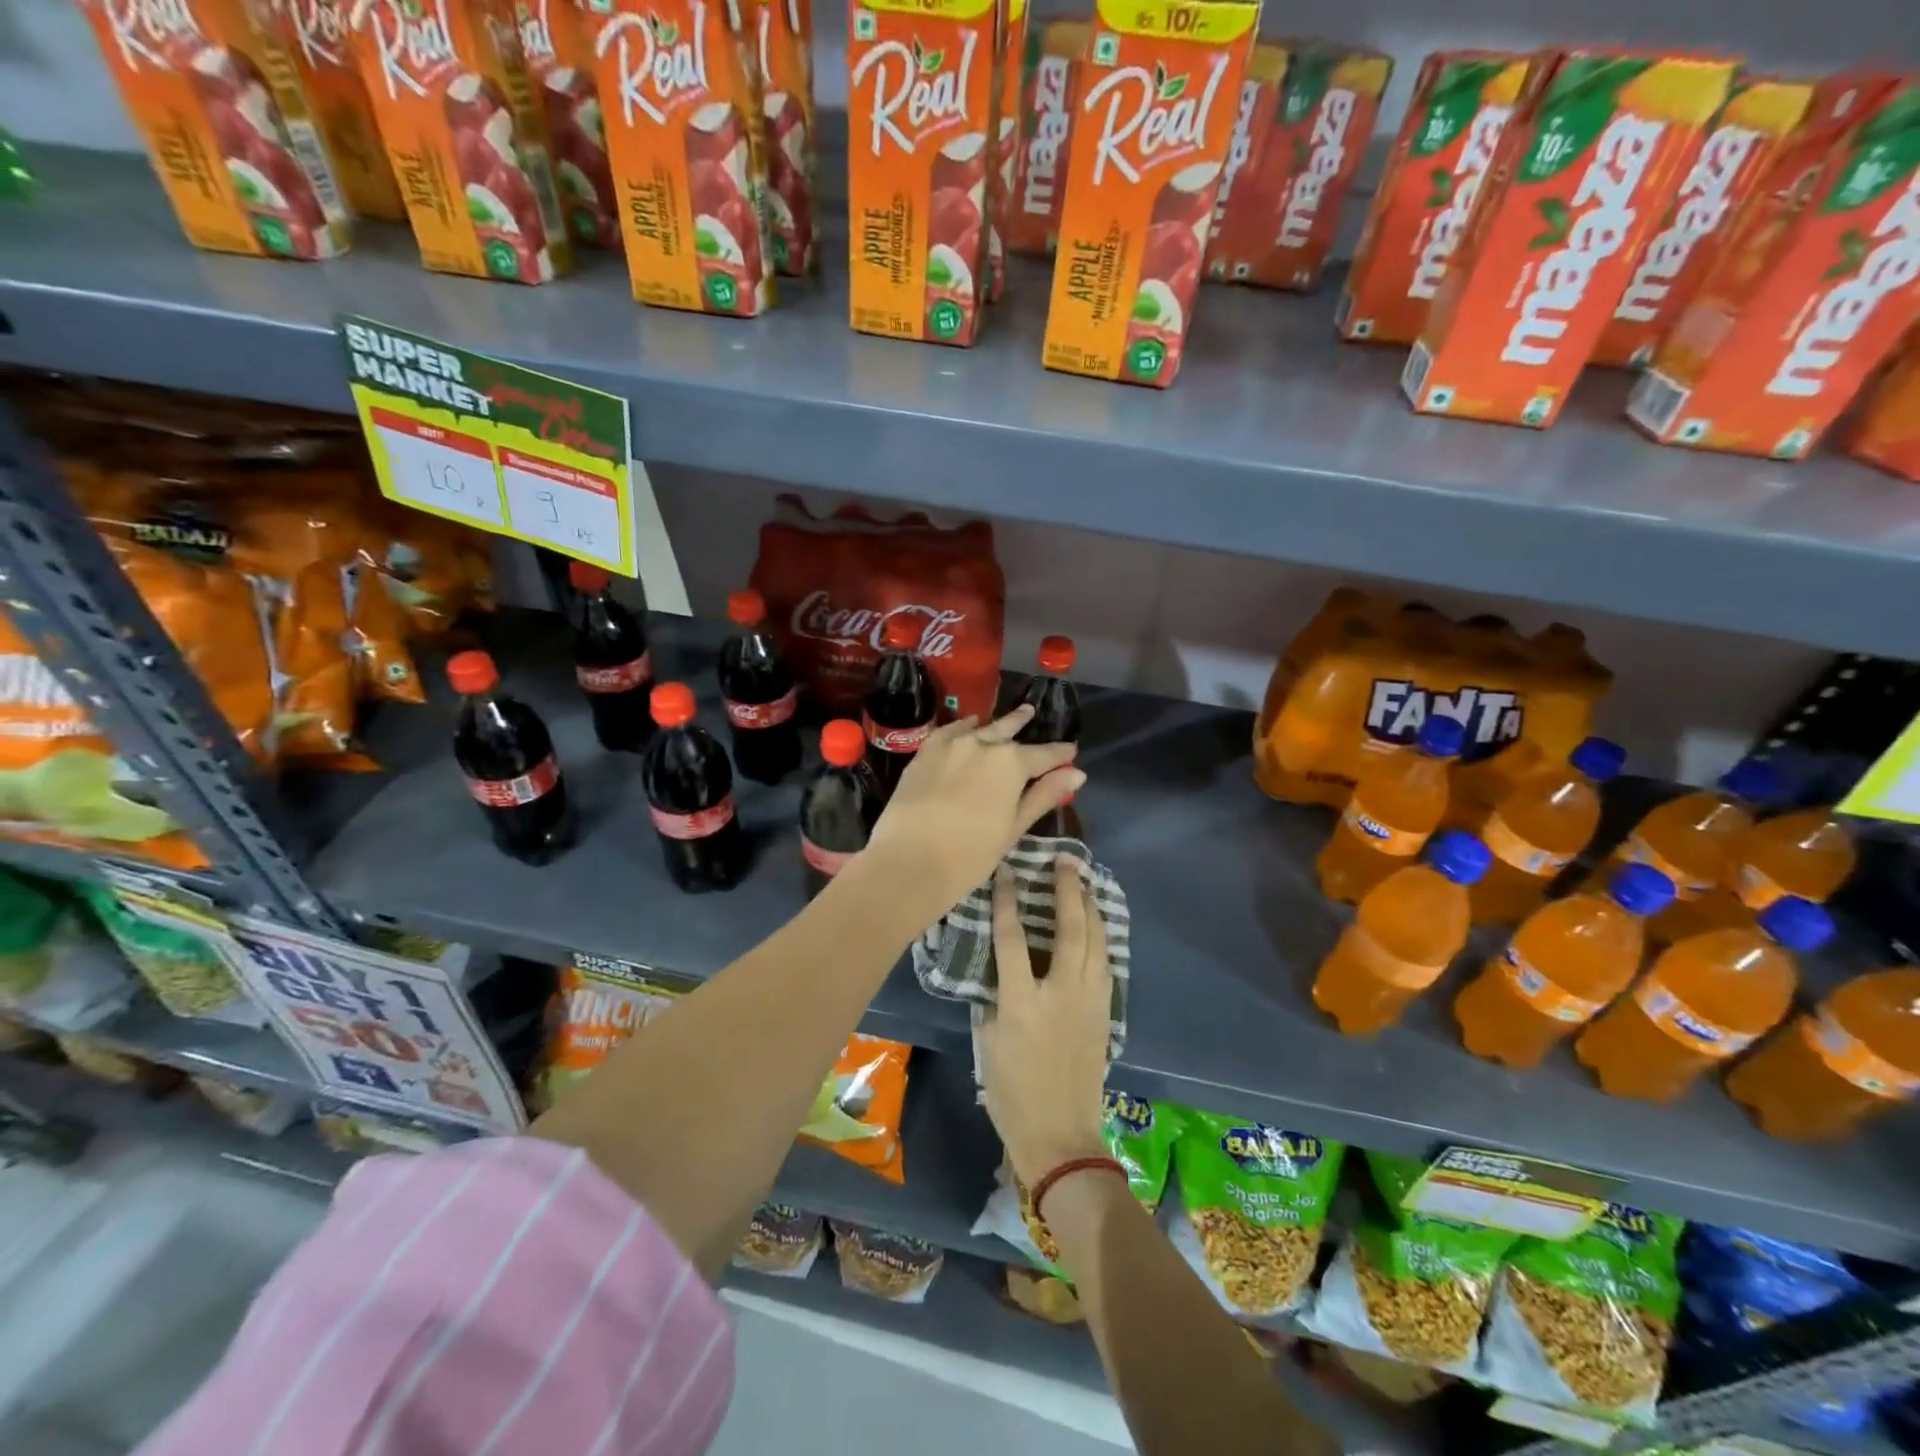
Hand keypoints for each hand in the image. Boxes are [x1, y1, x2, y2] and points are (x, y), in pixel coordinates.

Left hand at [863, 704, 1081, 924]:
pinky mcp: (925, 752)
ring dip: (996, 724)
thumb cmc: (971, 854)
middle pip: (1009, 732)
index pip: (1045, 754)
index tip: (1071, 751)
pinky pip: (949, 731)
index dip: (1060, 754)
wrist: (910, 860)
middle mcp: (984, 744)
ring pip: (980, 728)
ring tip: (1008, 717)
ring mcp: (951, 745)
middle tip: (1032, 713)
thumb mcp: (1014, 827)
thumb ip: (1043, 796)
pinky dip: (962, 727)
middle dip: (1023, 724)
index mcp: (1012, 763)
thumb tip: (1076, 774)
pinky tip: (968, 725)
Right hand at [977, 855, 1112, 1185]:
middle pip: (1070, 928)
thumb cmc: (1012, 1094)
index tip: (1008, 870)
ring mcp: (1090, 1001)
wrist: (1061, 1137)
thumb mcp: (986, 1043)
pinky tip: (1096, 925)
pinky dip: (1100, 937)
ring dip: (1091, 907)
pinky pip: (1105, 964)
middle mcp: (1061, 992)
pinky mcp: (1106, 1013)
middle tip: (1065, 861)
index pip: (1013, 937)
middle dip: (1068, 889)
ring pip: (1096, 941)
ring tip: (1085, 881)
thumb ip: (991, 1000)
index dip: (1009, 899)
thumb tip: (998, 973)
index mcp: (1022, 1002)